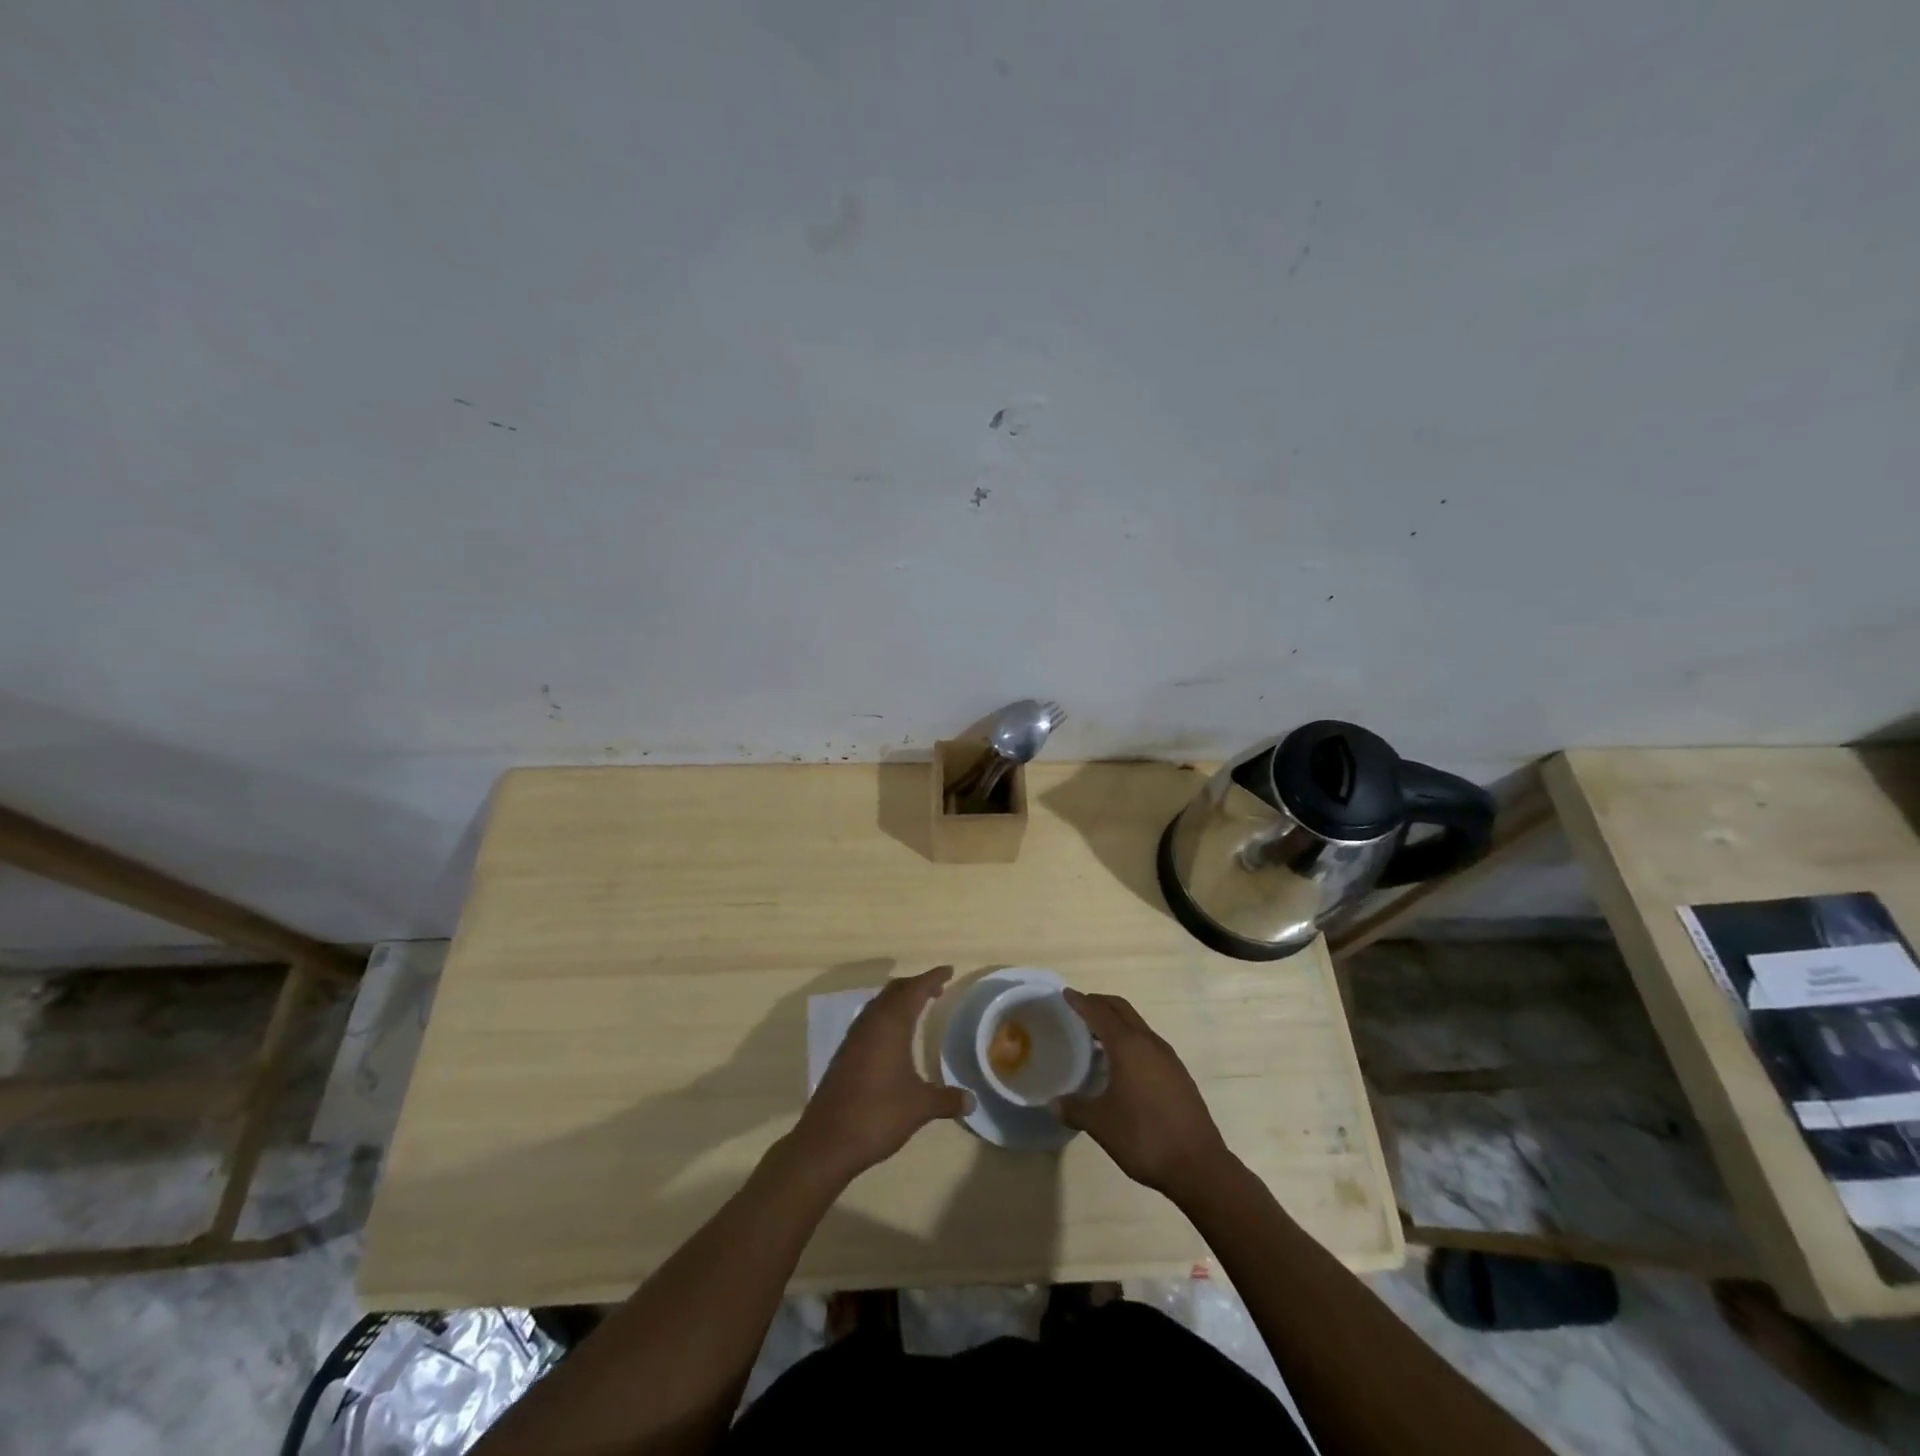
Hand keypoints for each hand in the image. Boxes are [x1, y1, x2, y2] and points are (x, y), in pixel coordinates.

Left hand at [791, 965, 968, 1182]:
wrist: (827, 1141)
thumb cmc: (878, 1114)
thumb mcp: (920, 1107)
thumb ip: (947, 1099)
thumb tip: (971, 1100)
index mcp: (890, 1025)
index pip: (915, 990)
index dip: (932, 978)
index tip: (949, 970)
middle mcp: (871, 1023)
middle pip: (894, 991)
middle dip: (916, 985)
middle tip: (937, 988)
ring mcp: (854, 1038)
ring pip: (879, 1004)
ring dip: (899, 1000)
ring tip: (918, 1007)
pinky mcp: (845, 1054)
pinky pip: (869, 1021)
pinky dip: (886, 1017)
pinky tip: (893, 1036)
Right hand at [1055, 990, 1233, 1200]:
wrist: (1198, 1165)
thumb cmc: (1144, 1137)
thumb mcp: (1101, 1124)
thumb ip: (1075, 1108)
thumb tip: (1054, 1103)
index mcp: (1127, 1046)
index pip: (1100, 1013)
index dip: (1081, 1002)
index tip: (1066, 993)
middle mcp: (1149, 1043)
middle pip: (1122, 1010)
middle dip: (1100, 1003)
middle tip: (1080, 1006)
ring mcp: (1168, 1058)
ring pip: (1138, 1025)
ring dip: (1117, 1021)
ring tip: (1098, 1034)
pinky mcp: (1179, 1074)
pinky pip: (1149, 1042)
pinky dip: (1131, 1038)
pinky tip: (1124, 1063)